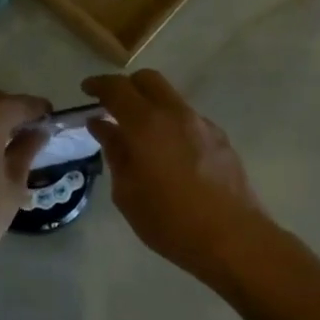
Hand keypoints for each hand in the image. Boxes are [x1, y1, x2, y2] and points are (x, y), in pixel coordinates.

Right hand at [83, 70, 273, 285]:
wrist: (233, 239)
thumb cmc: (169, 221)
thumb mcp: (127, 192)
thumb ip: (115, 152)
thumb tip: (102, 126)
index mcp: (146, 124)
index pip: (117, 88)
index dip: (98, 84)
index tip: (86, 90)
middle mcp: (175, 114)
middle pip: (148, 79)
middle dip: (127, 86)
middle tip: (112, 106)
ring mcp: (202, 124)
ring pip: (171, 98)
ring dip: (151, 106)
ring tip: (140, 136)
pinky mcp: (221, 139)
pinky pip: (188, 119)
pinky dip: (171, 125)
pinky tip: (169, 154)